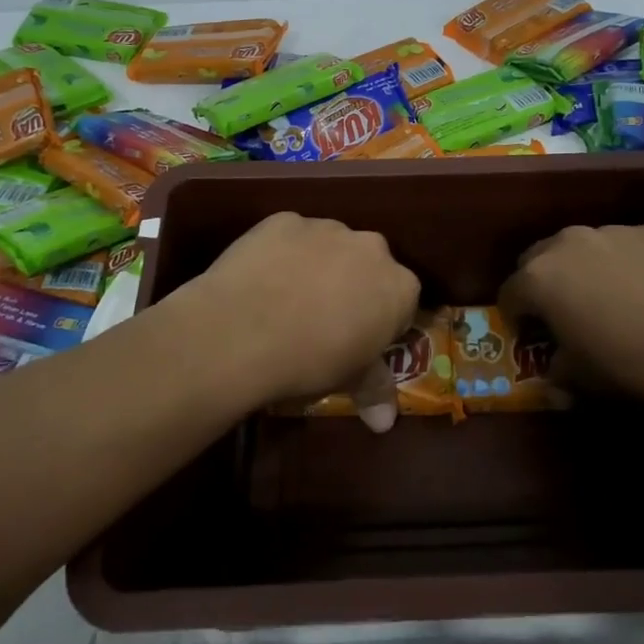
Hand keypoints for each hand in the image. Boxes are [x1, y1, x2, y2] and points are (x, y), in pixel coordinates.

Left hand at [167, 213, 419, 426]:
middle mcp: (371, 247)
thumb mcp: (348, 380)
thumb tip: (385, 423)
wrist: (241, 331)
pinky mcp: (284, 220)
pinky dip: (282, 254)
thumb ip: (374, 390)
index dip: (381, 322)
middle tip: (324, 320)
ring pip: (330, 246)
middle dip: (353, 287)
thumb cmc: (309, 361)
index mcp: (398, 286)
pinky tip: (260, 281)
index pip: (402, 302)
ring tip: (286, 300)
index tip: (359, 340)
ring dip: (318, 266)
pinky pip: (291, 237)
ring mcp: (326, 228)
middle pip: (369, 266)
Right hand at [499, 224, 643, 414]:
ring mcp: (614, 231)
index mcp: (541, 277)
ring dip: (582, 271)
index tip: (529, 337)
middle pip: (538, 259)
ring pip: (582, 248)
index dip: (515, 318)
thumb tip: (556, 369)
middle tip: (562, 315)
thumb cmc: (637, 364)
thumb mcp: (585, 381)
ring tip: (610, 301)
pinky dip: (623, 264)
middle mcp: (569, 243)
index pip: (509, 293)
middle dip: (542, 285)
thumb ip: (558, 371)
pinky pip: (623, 246)